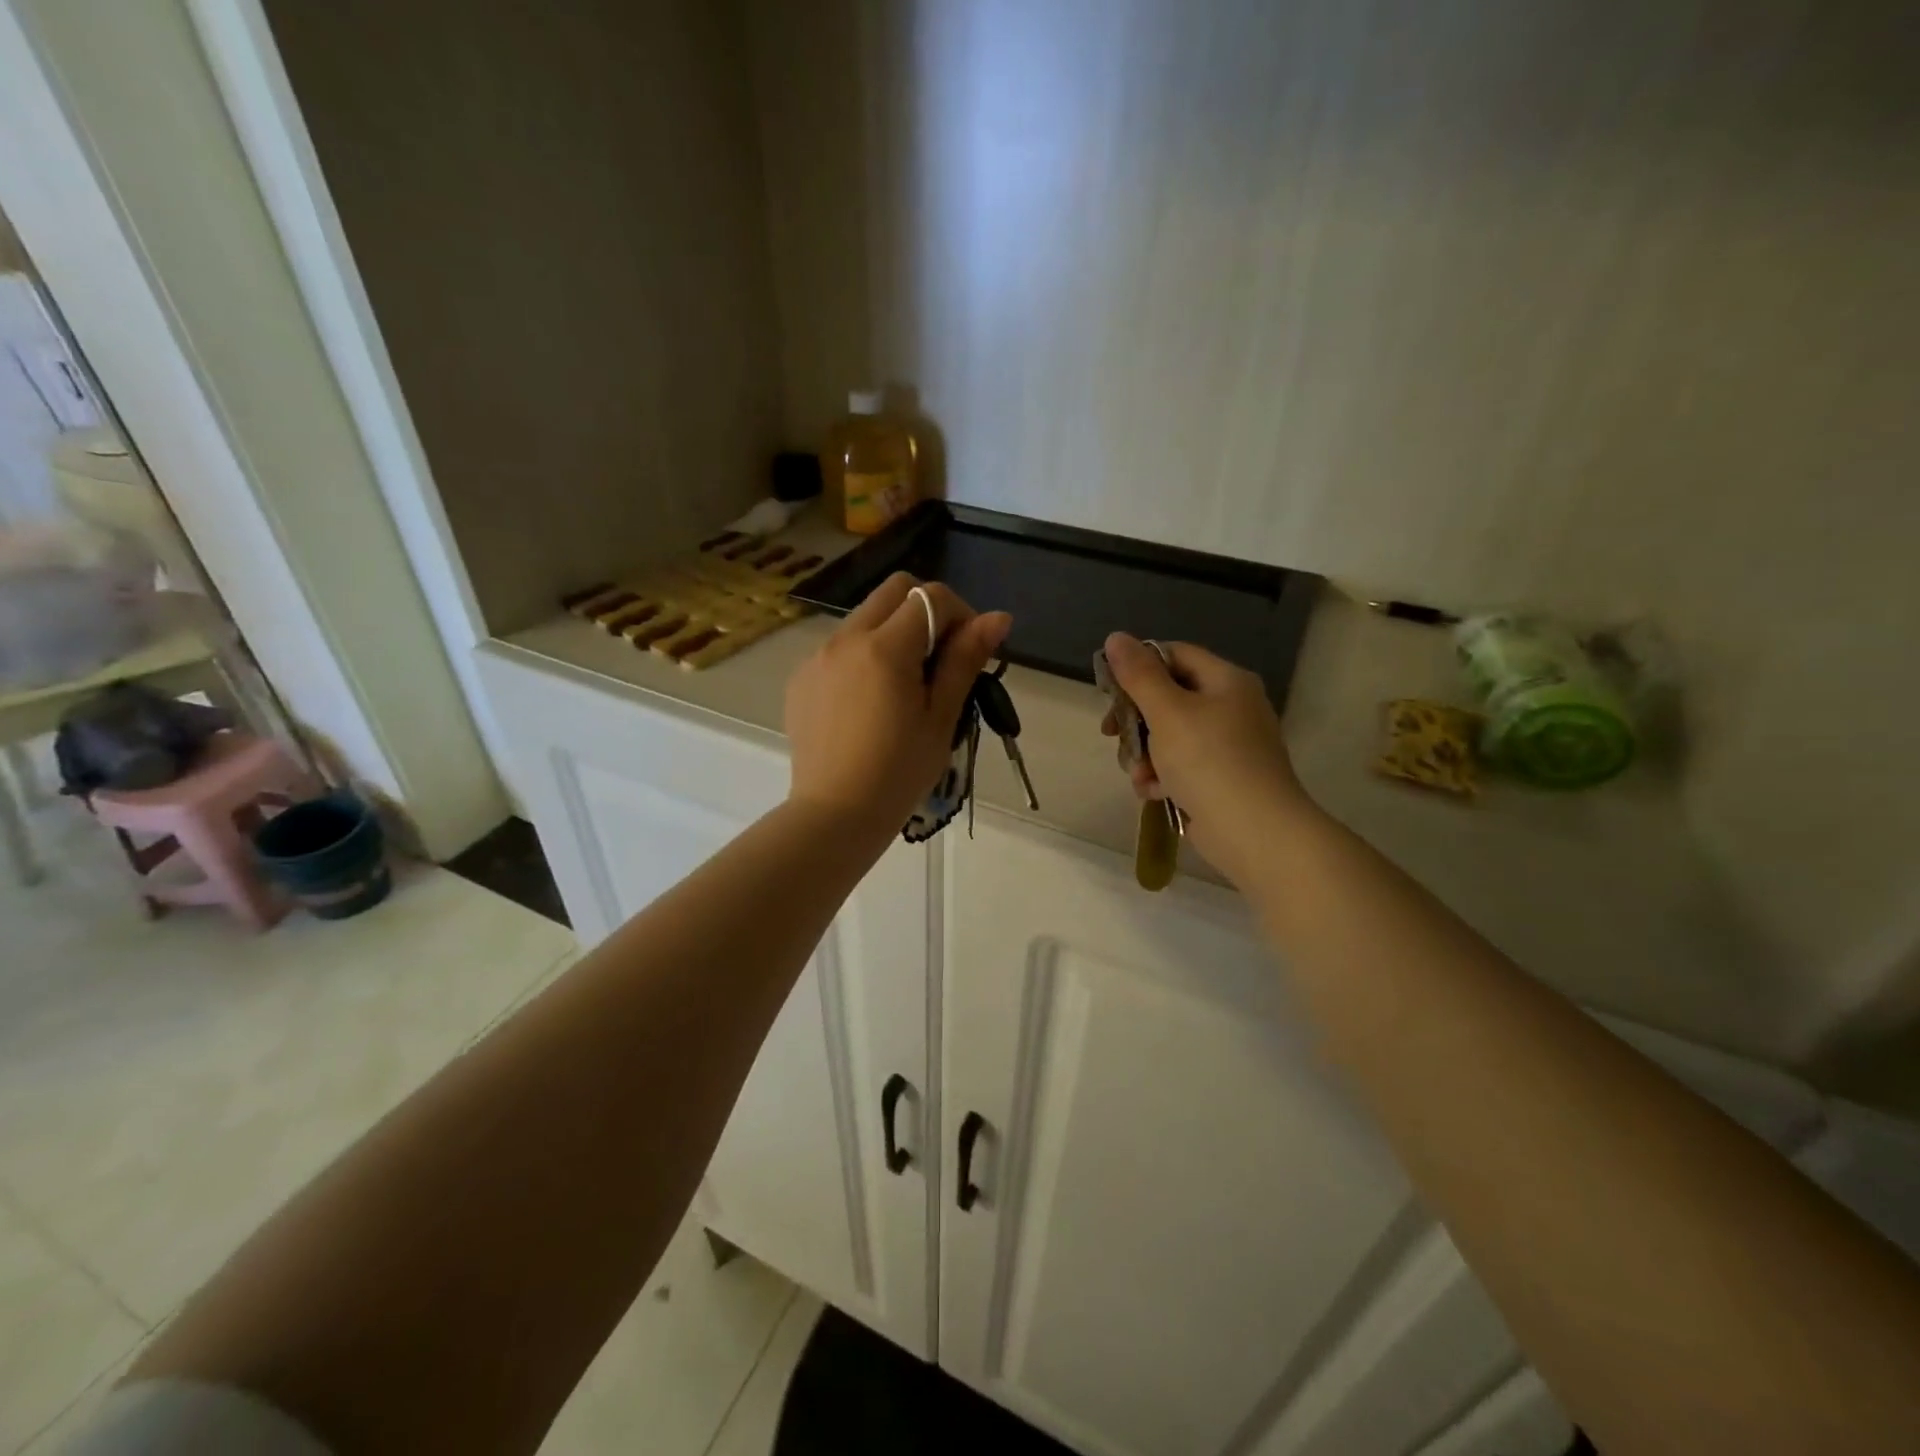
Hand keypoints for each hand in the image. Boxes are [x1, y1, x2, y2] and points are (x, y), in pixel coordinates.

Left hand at [786, 573, 1010, 844]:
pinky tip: (870, 702)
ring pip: (864, 617)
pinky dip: (864, 655)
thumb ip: (965, 659)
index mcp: (884, 648)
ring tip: (905, 684)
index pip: (930, 596)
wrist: (835, 814)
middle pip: (894, 590)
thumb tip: (998, 617)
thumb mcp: (941, 717)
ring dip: (894, 631)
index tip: (969, 651)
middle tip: (941, 658)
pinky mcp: (801, 678)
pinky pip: (840, 647)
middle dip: (926, 609)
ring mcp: (816, 657)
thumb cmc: (899, 772)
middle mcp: (845, 639)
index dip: (960, 613)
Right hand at [1100, 632, 1313, 883]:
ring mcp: (1228, 746)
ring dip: (1144, 754)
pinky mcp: (1221, 779)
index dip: (1138, 666)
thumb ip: (1139, 675)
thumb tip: (1116, 637)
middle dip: (1135, 720)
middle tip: (1111, 734)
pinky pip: (1181, 766)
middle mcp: (1231, 707)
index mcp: (1226, 681)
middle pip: (1168, 697)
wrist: (1254, 832)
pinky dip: (1162, 776)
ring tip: (1139, 775)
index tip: (1109, 690)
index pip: (1174, 655)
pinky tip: (1153, 793)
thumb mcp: (1167, 712)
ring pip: (1169, 735)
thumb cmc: (1209, 762)